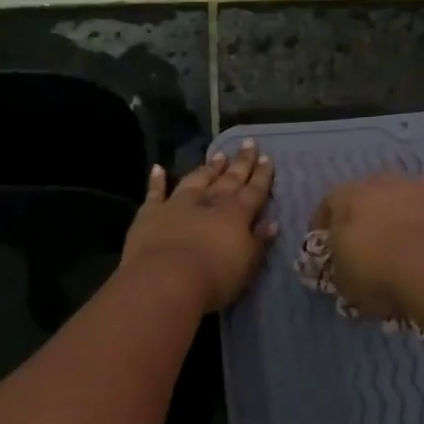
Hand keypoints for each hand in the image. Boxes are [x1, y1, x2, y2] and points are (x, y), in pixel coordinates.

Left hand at [122, 140, 277, 312]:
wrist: (165, 280)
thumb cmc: (214, 278)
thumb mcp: (247, 265)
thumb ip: (258, 241)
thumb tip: (272, 222)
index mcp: (237, 214)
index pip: (254, 191)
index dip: (262, 175)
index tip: (267, 158)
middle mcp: (209, 201)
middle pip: (229, 179)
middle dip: (241, 162)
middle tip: (248, 143)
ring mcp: (178, 203)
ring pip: (197, 179)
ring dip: (208, 168)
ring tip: (218, 155)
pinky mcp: (151, 212)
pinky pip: (155, 192)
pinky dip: (157, 180)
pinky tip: (158, 168)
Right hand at [312, 173, 423, 318]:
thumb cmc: (375, 269)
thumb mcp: (342, 280)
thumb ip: (338, 268)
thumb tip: (342, 268)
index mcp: (344, 195)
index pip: (326, 208)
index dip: (324, 230)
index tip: (326, 251)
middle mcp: (378, 181)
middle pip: (365, 200)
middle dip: (363, 221)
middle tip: (364, 249)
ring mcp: (416, 187)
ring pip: (397, 204)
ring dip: (395, 222)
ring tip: (397, 252)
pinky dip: (420, 230)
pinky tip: (422, 253)